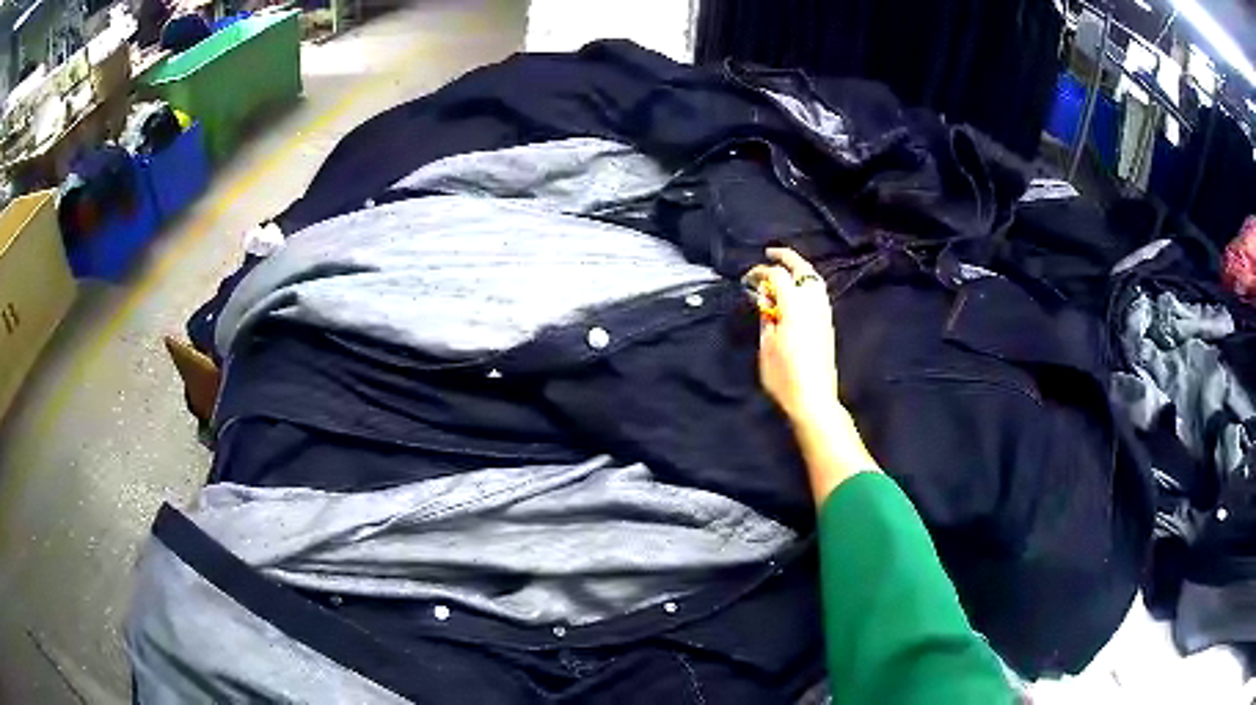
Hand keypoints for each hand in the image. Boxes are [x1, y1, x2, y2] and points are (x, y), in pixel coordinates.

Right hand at [747, 248, 840, 424]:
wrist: (814, 399)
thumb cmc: (784, 376)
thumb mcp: (767, 345)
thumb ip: (766, 316)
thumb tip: (765, 300)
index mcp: (794, 306)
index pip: (777, 276)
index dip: (761, 272)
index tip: (748, 279)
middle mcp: (813, 303)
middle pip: (802, 269)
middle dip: (787, 258)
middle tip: (771, 253)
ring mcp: (824, 313)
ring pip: (815, 280)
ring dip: (800, 270)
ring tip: (785, 270)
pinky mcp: (828, 324)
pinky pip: (818, 293)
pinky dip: (807, 284)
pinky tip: (796, 291)